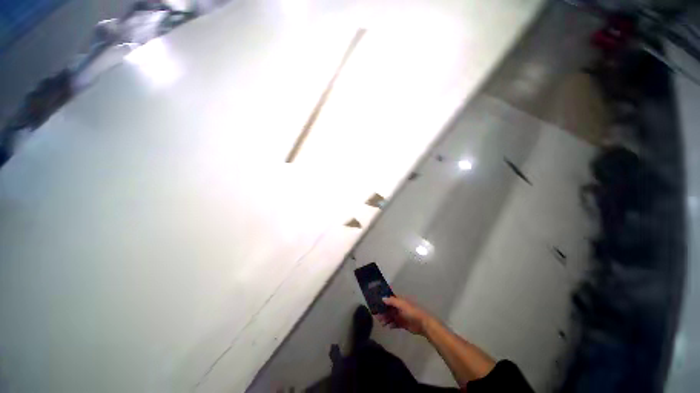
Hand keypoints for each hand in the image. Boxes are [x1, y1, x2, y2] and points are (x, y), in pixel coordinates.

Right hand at [377, 296, 435, 335]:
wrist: (423, 324)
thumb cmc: (412, 311)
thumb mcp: (402, 304)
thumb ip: (392, 301)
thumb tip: (382, 298)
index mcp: (399, 300)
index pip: (389, 298)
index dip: (383, 299)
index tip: (375, 301)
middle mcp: (399, 307)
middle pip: (388, 308)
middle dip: (382, 311)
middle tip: (375, 315)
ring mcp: (401, 315)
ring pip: (390, 316)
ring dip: (385, 318)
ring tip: (381, 322)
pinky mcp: (403, 324)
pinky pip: (395, 323)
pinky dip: (391, 324)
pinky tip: (387, 326)